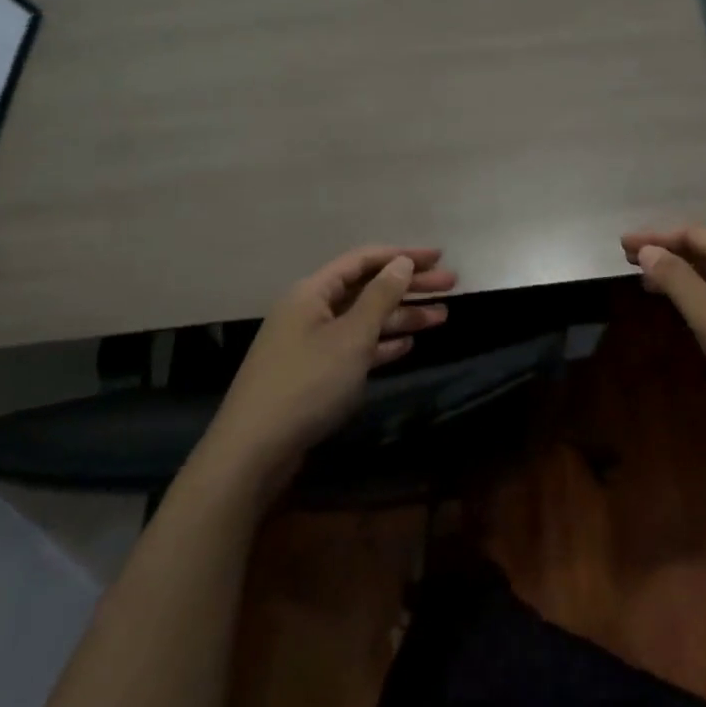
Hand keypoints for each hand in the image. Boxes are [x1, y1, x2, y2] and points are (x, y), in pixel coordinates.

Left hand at [202, 246, 455, 486]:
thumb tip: (401, 263)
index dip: (402, 255)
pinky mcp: (313, 373)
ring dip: (401, 317)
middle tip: (451, 284)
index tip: (438, 257)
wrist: (253, 451)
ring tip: (442, 317)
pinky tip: (407, 345)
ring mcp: (310, 343)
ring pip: (364, 320)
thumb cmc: (306, 384)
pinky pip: (354, 347)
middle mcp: (310, 310)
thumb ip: (380, 297)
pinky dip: (381, 344)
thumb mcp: (351, 337)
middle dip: (409, 286)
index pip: (363, 260)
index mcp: (312, 292)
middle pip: (367, 288)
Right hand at [621, 226, 705, 419]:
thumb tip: (649, 250)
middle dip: (667, 252)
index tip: (622, 244)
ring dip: (685, 272)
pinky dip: (705, 288)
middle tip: (632, 260)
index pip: (690, 233)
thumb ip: (676, 279)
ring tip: (655, 283)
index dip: (655, 237)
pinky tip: (697, 307)